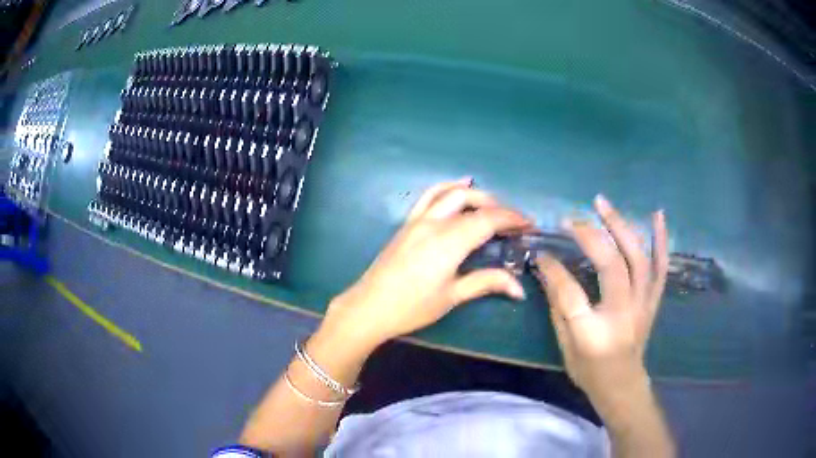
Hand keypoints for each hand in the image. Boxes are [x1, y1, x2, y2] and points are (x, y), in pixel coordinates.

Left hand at [321, 179, 532, 350]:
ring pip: (452, 193)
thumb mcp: (452, 296)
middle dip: (499, 207)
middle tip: (516, 223)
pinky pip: (430, 195)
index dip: (512, 219)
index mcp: (449, 242)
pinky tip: (461, 185)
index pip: (488, 220)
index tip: (530, 225)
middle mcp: (434, 223)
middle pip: (473, 202)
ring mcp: (418, 219)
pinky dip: (448, 186)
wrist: (369, 307)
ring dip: (477, 195)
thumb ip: (486, 283)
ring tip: (494, 206)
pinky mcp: (408, 223)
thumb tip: (519, 288)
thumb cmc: (412, 307)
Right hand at [534, 195, 668, 411]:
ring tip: (603, 203)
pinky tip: (657, 214)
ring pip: (637, 259)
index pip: (571, 292)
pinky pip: (661, 267)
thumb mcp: (565, 345)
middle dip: (590, 237)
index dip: (554, 269)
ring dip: (621, 227)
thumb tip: (546, 268)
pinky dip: (661, 239)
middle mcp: (623, 315)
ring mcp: (643, 305)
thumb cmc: (589, 370)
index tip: (542, 253)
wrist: (623, 384)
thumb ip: (558, 305)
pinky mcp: (653, 300)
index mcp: (593, 333)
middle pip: (611, 266)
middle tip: (572, 218)